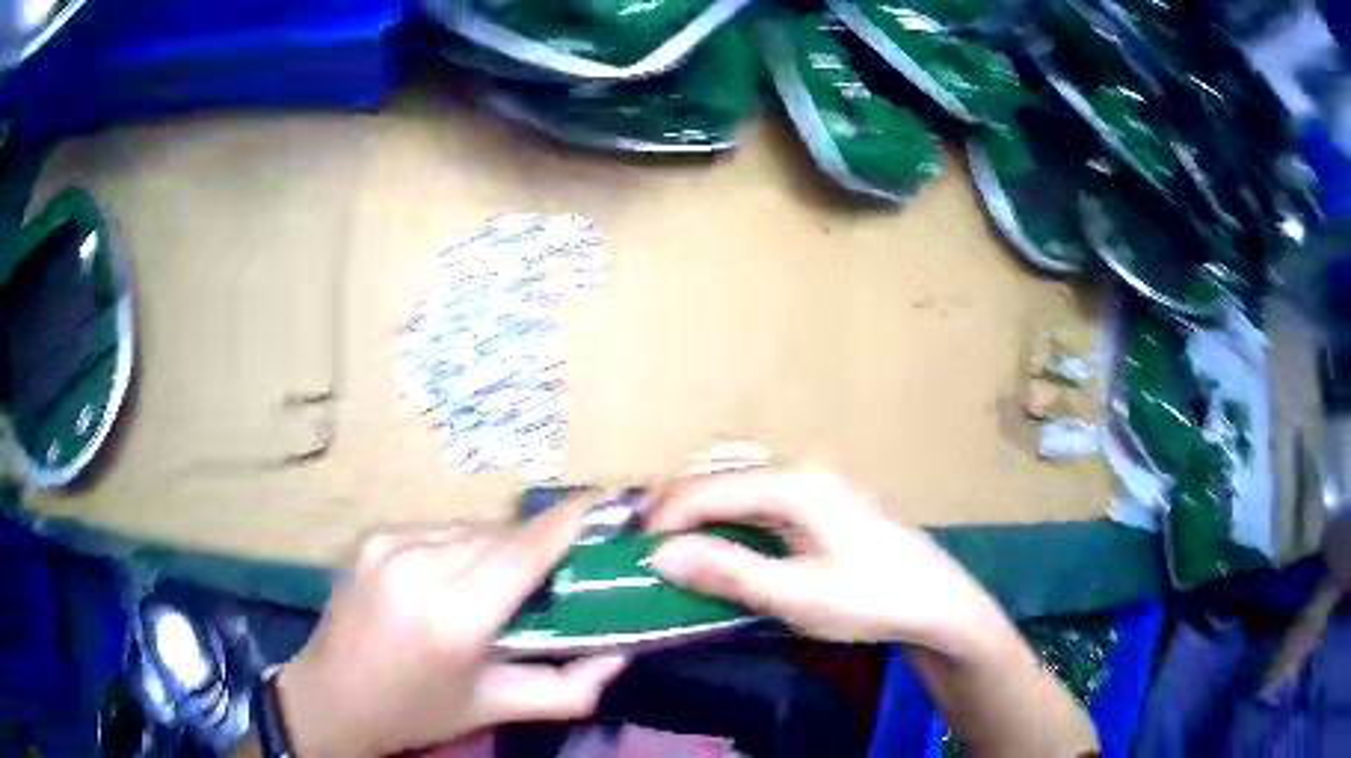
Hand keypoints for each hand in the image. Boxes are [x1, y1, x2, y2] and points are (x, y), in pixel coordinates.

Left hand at [275, 498, 626, 756]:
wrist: (332, 697)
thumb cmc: (418, 712)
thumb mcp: (496, 708)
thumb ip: (568, 688)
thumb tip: (620, 655)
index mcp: (453, 617)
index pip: (522, 553)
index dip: (566, 523)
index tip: (603, 503)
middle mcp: (419, 567)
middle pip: (500, 536)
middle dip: (535, 546)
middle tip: (557, 572)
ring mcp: (389, 544)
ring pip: (469, 529)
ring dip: (496, 547)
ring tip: (502, 582)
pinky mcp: (372, 537)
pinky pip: (437, 531)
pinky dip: (459, 547)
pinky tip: (453, 578)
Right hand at [647, 469, 1001, 652]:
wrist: (938, 604)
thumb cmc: (871, 600)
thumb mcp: (797, 596)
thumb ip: (729, 572)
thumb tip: (662, 555)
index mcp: (797, 487)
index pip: (712, 487)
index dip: (667, 515)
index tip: (634, 548)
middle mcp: (803, 473)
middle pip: (724, 473)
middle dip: (678, 502)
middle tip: (645, 540)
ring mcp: (817, 486)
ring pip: (742, 481)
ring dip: (702, 505)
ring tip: (671, 537)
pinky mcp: (824, 505)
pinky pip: (761, 497)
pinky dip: (728, 514)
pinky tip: (719, 537)